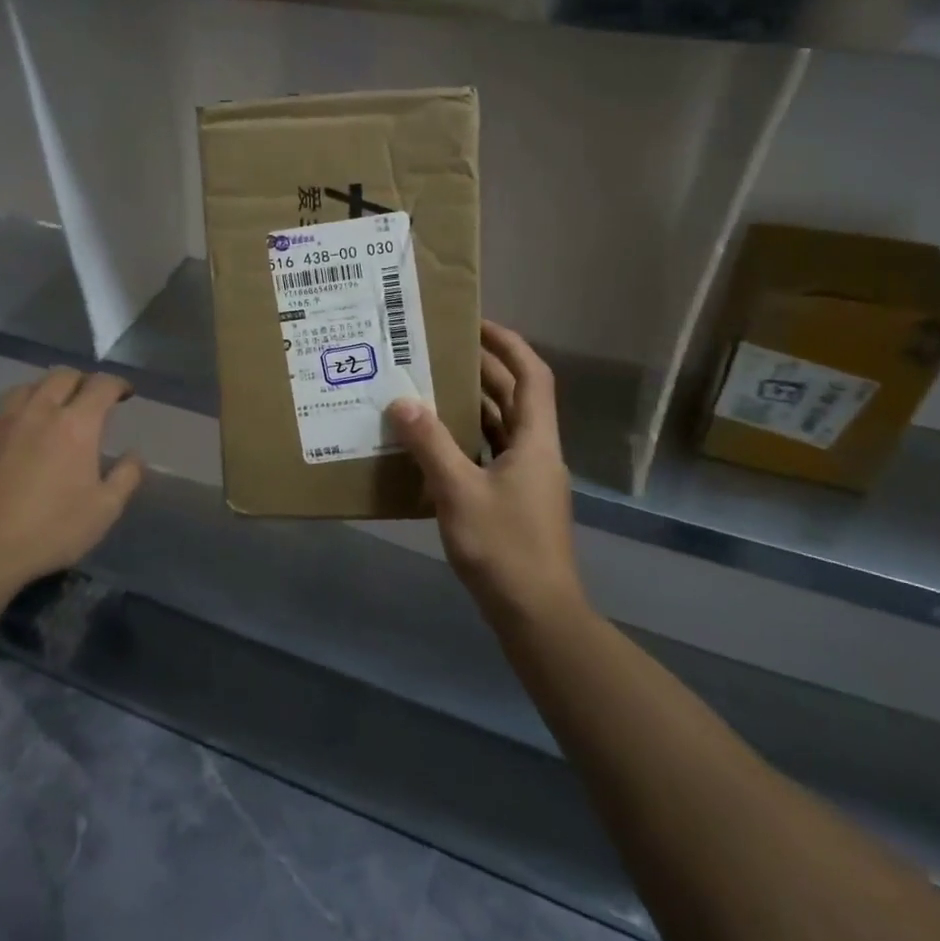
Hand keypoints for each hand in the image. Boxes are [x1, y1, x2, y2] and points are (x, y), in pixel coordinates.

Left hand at [0, 368, 144, 599]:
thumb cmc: (48, 531)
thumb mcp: (103, 511)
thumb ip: (125, 477)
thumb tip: (134, 455)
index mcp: (76, 424)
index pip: (101, 385)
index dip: (117, 384)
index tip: (125, 394)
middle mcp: (38, 411)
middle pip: (62, 376)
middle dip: (82, 381)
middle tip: (91, 399)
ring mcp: (1, 422)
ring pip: (27, 388)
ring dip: (46, 391)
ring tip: (52, 409)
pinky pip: (0, 412)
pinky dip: (16, 414)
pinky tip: (16, 435)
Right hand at [388, 321, 580, 621]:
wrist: (536, 615)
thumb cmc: (504, 548)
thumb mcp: (459, 492)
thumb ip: (430, 444)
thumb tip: (402, 402)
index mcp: (535, 441)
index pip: (532, 376)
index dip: (508, 344)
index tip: (475, 325)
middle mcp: (536, 452)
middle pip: (514, 398)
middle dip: (482, 371)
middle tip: (438, 352)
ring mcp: (527, 479)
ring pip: (500, 428)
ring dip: (471, 406)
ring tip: (429, 389)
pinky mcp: (513, 502)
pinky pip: (489, 455)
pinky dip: (465, 442)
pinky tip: (432, 445)